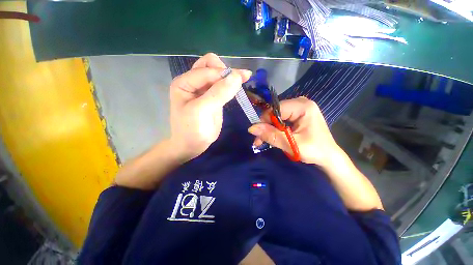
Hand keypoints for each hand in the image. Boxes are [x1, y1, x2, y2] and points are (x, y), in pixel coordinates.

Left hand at [169, 53, 251, 160]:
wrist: (192, 146)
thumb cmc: (191, 130)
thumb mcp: (202, 111)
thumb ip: (218, 93)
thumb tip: (237, 76)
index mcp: (184, 82)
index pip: (207, 69)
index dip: (223, 74)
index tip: (240, 80)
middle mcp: (193, 83)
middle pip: (211, 66)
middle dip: (226, 71)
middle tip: (239, 80)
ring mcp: (204, 90)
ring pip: (218, 75)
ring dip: (230, 77)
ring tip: (243, 80)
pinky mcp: (213, 98)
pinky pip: (222, 87)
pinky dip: (231, 85)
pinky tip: (239, 87)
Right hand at [248, 97, 341, 166]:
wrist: (328, 157)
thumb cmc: (314, 151)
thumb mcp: (291, 144)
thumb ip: (271, 135)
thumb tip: (251, 128)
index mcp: (303, 106)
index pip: (276, 109)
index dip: (264, 121)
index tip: (258, 135)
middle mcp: (301, 103)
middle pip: (275, 112)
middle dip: (265, 127)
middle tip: (258, 141)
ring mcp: (299, 108)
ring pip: (276, 116)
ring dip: (268, 129)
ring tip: (262, 141)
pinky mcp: (297, 114)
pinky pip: (280, 119)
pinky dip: (274, 128)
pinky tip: (271, 136)